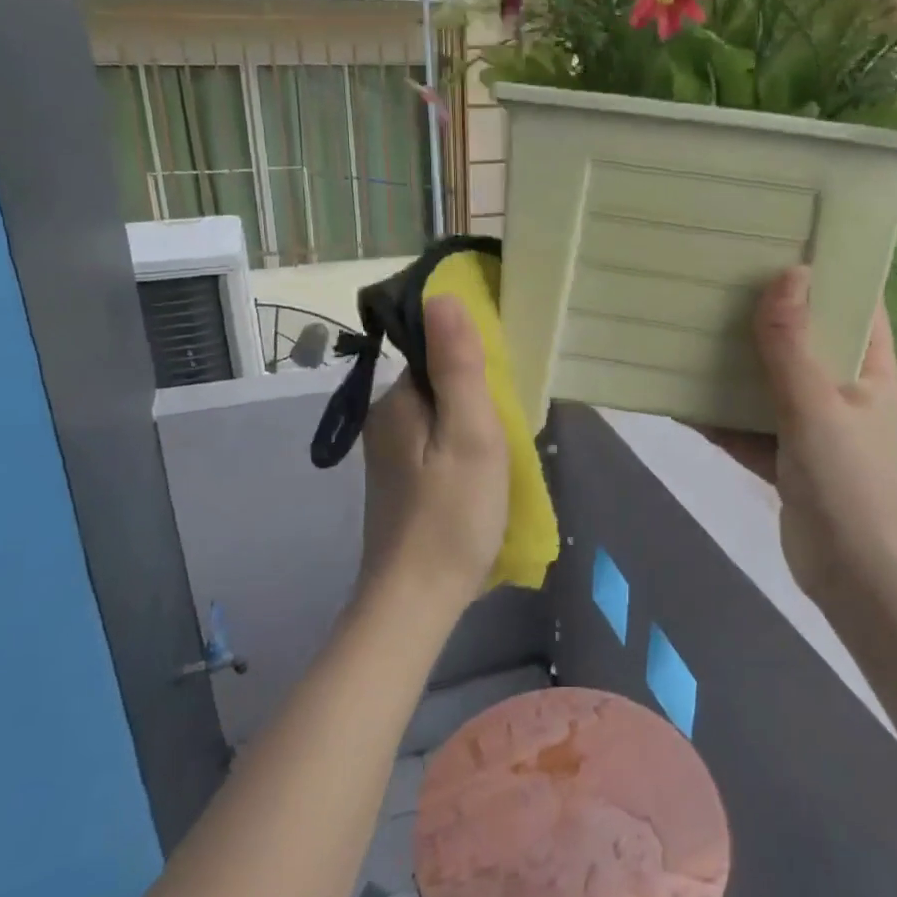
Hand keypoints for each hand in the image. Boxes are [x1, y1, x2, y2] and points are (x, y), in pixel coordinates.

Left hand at [359, 295, 509, 611]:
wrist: (416, 601)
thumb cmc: (451, 514)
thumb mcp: (470, 434)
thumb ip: (458, 365)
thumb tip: (442, 295)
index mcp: (397, 401)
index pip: (436, 352)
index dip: (475, 360)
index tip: (506, 387)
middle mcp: (385, 421)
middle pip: (440, 384)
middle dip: (477, 395)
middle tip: (511, 430)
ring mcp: (389, 456)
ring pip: (440, 417)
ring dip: (473, 425)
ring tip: (503, 455)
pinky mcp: (399, 484)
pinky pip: (436, 445)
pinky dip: (461, 450)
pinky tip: (481, 477)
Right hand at [706, 268, 896, 603]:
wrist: (858, 579)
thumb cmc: (850, 483)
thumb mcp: (817, 406)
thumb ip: (793, 344)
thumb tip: (787, 272)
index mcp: (869, 368)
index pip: (855, 302)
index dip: (825, 271)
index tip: (779, 241)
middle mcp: (843, 390)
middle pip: (804, 339)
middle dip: (766, 314)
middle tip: (718, 279)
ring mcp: (814, 427)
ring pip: (771, 383)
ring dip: (736, 366)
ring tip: (691, 330)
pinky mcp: (788, 460)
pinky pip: (749, 427)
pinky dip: (721, 418)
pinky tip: (681, 400)